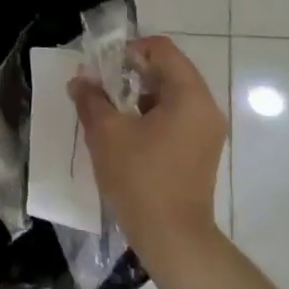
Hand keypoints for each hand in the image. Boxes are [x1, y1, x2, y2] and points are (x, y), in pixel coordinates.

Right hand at [69, 36, 226, 270]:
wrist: (173, 239)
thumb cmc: (141, 179)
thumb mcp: (107, 134)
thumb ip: (91, 99)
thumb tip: (80, 80)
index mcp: (189, 95)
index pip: (162, 49)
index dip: (129, 50)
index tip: (104, 68)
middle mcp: (206, 107)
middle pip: (168, 70)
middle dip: (132, 74)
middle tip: (102, 89)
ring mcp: (207, 131)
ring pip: (171, 96)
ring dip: (140, 96)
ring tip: (110, 113)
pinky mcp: (201, 152)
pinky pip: (177, 118)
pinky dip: (152, 116)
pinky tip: (127, 136)